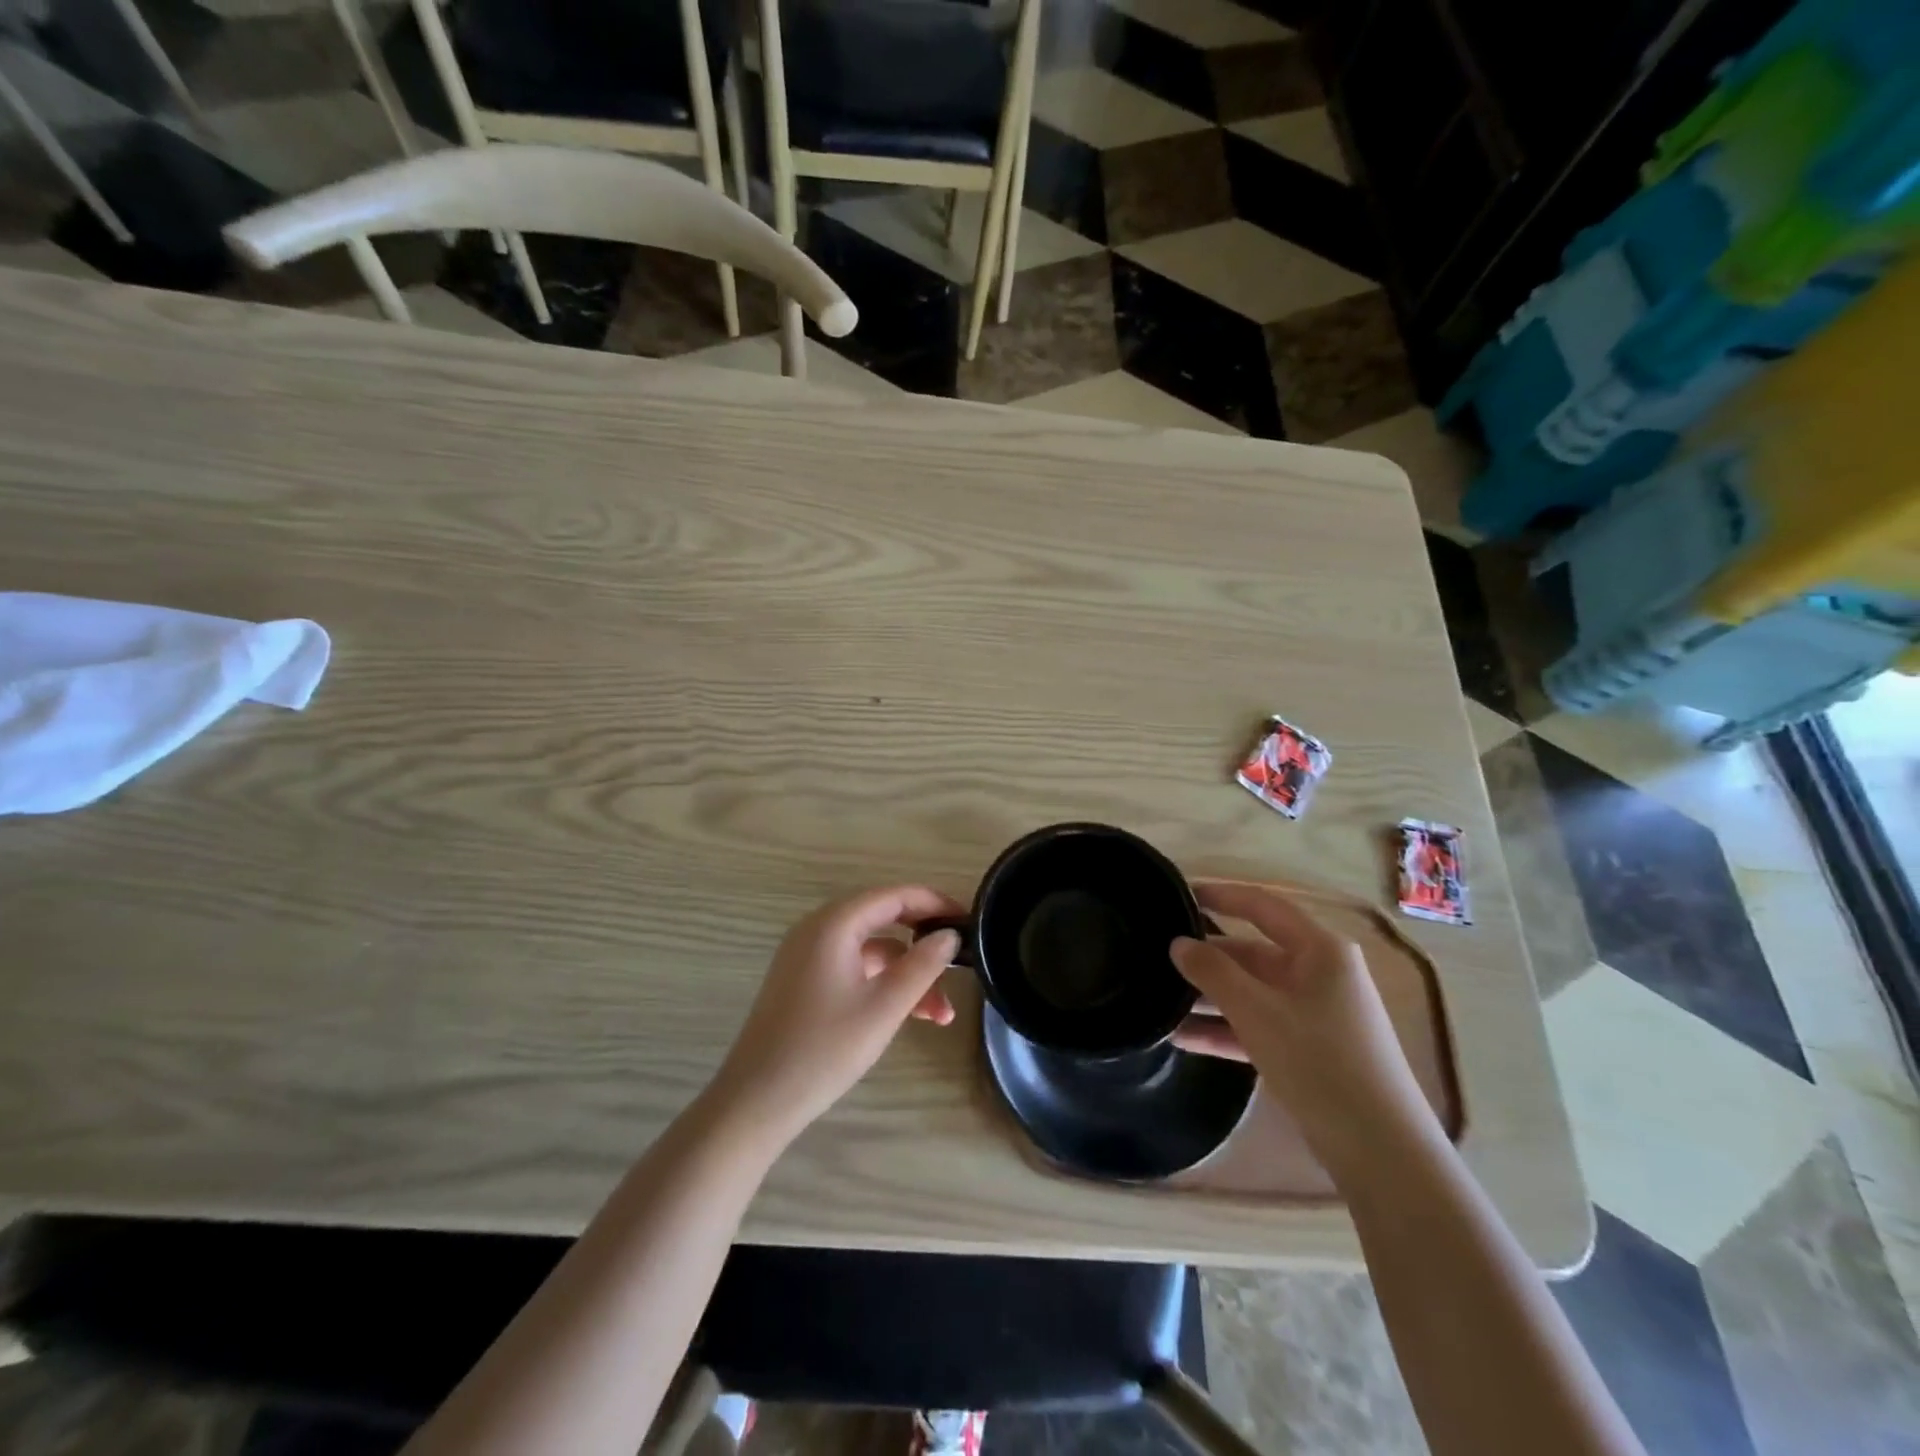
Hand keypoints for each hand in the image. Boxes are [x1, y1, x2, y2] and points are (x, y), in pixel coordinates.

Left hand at [711, 886, 963, 1146]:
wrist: (756, 1101)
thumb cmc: (824, 1049)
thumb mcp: (885, 1007)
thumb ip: (923, 965)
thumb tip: (949, 935)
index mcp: (834, 923)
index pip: (894, 896)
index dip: (934, 903)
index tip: (969, 922)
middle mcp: (817, 929)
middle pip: (883, 920)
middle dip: (923, 945)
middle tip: (960, 963)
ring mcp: (807, 955)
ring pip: (871, 950)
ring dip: (906, 974)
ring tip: (940, 1014)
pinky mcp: (803, 981)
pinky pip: (853, 968)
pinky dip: (882, 984)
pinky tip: (906, 1015)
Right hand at [1169, 883, 1435, 1172]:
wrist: (1382, 1153)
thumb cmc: (1320, 1064)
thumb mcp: (1257, 1012)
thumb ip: (1213, 972)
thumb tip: (1178, 943)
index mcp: (1320, 950)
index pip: (1262, 906)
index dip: (1220, 895)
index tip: (1179, 893)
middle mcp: (1321, 973)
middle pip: (1253, 953)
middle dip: (1207, 959)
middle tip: (1158, 958)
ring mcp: (1317, 1013)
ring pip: (1253, 992)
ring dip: (1211, 998)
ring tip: (1161, 1003)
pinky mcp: (1310, 1049)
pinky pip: (1260, 1025)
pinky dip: (1227, 1029)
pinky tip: (1183, 1040)